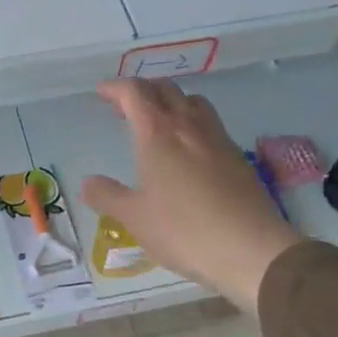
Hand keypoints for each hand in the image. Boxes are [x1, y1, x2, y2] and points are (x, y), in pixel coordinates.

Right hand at [80, 79, 300, 312]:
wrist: (250, 249)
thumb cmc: (183, 230)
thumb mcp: (134, 217)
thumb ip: (107, 196)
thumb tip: (87, 183)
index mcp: (157, 133)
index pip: (134, 93)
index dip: (115, 88)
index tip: (101, 93)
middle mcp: (189, 126)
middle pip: (165, 89)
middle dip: (142, 90)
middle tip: (125, 107)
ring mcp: (217, 139)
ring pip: (193, 101)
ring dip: (171, 101)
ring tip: (158, 121)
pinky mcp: (237, 157)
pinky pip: (210, 124)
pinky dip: (192, 122)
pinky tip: (189, 149)